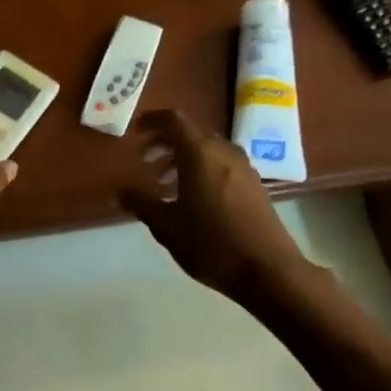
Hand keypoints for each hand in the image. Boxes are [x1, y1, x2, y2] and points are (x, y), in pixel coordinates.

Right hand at [120, 110, 302, 296]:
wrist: (268, 271)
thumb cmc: (211, 244)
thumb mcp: (167, 227)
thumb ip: (141, 204)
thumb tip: (121, 191)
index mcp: (200, 154)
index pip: (174, 120)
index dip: (152, 120)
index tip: (135, 131)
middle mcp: (224, 151)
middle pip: (191, 132)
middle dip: (165, 141)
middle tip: (145, 159)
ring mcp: (244, 167)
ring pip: (208, 148)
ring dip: (183, 156)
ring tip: (164, 181)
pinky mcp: (254, 184)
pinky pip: (222, 163)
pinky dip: (202, 168)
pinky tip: (193, 196)